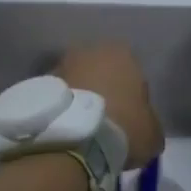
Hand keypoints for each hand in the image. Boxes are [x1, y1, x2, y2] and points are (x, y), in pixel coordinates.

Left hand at [56, 42, 164, 169]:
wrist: (74, 140)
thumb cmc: (124, 128)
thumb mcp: (153, 133)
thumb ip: (149, 122)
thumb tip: (143, 128)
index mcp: (122, 53)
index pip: (133, 74)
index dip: (133, 98)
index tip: (130, 120)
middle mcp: (88, 51)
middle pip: (100, 73)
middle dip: (102, 93)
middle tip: (106, 123)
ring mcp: (59, 66)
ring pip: (76, 83)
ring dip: (79, 101)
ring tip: (82, 131)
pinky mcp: (38, 85)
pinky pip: (57, 98)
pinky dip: (61, 111)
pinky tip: (66, 132)